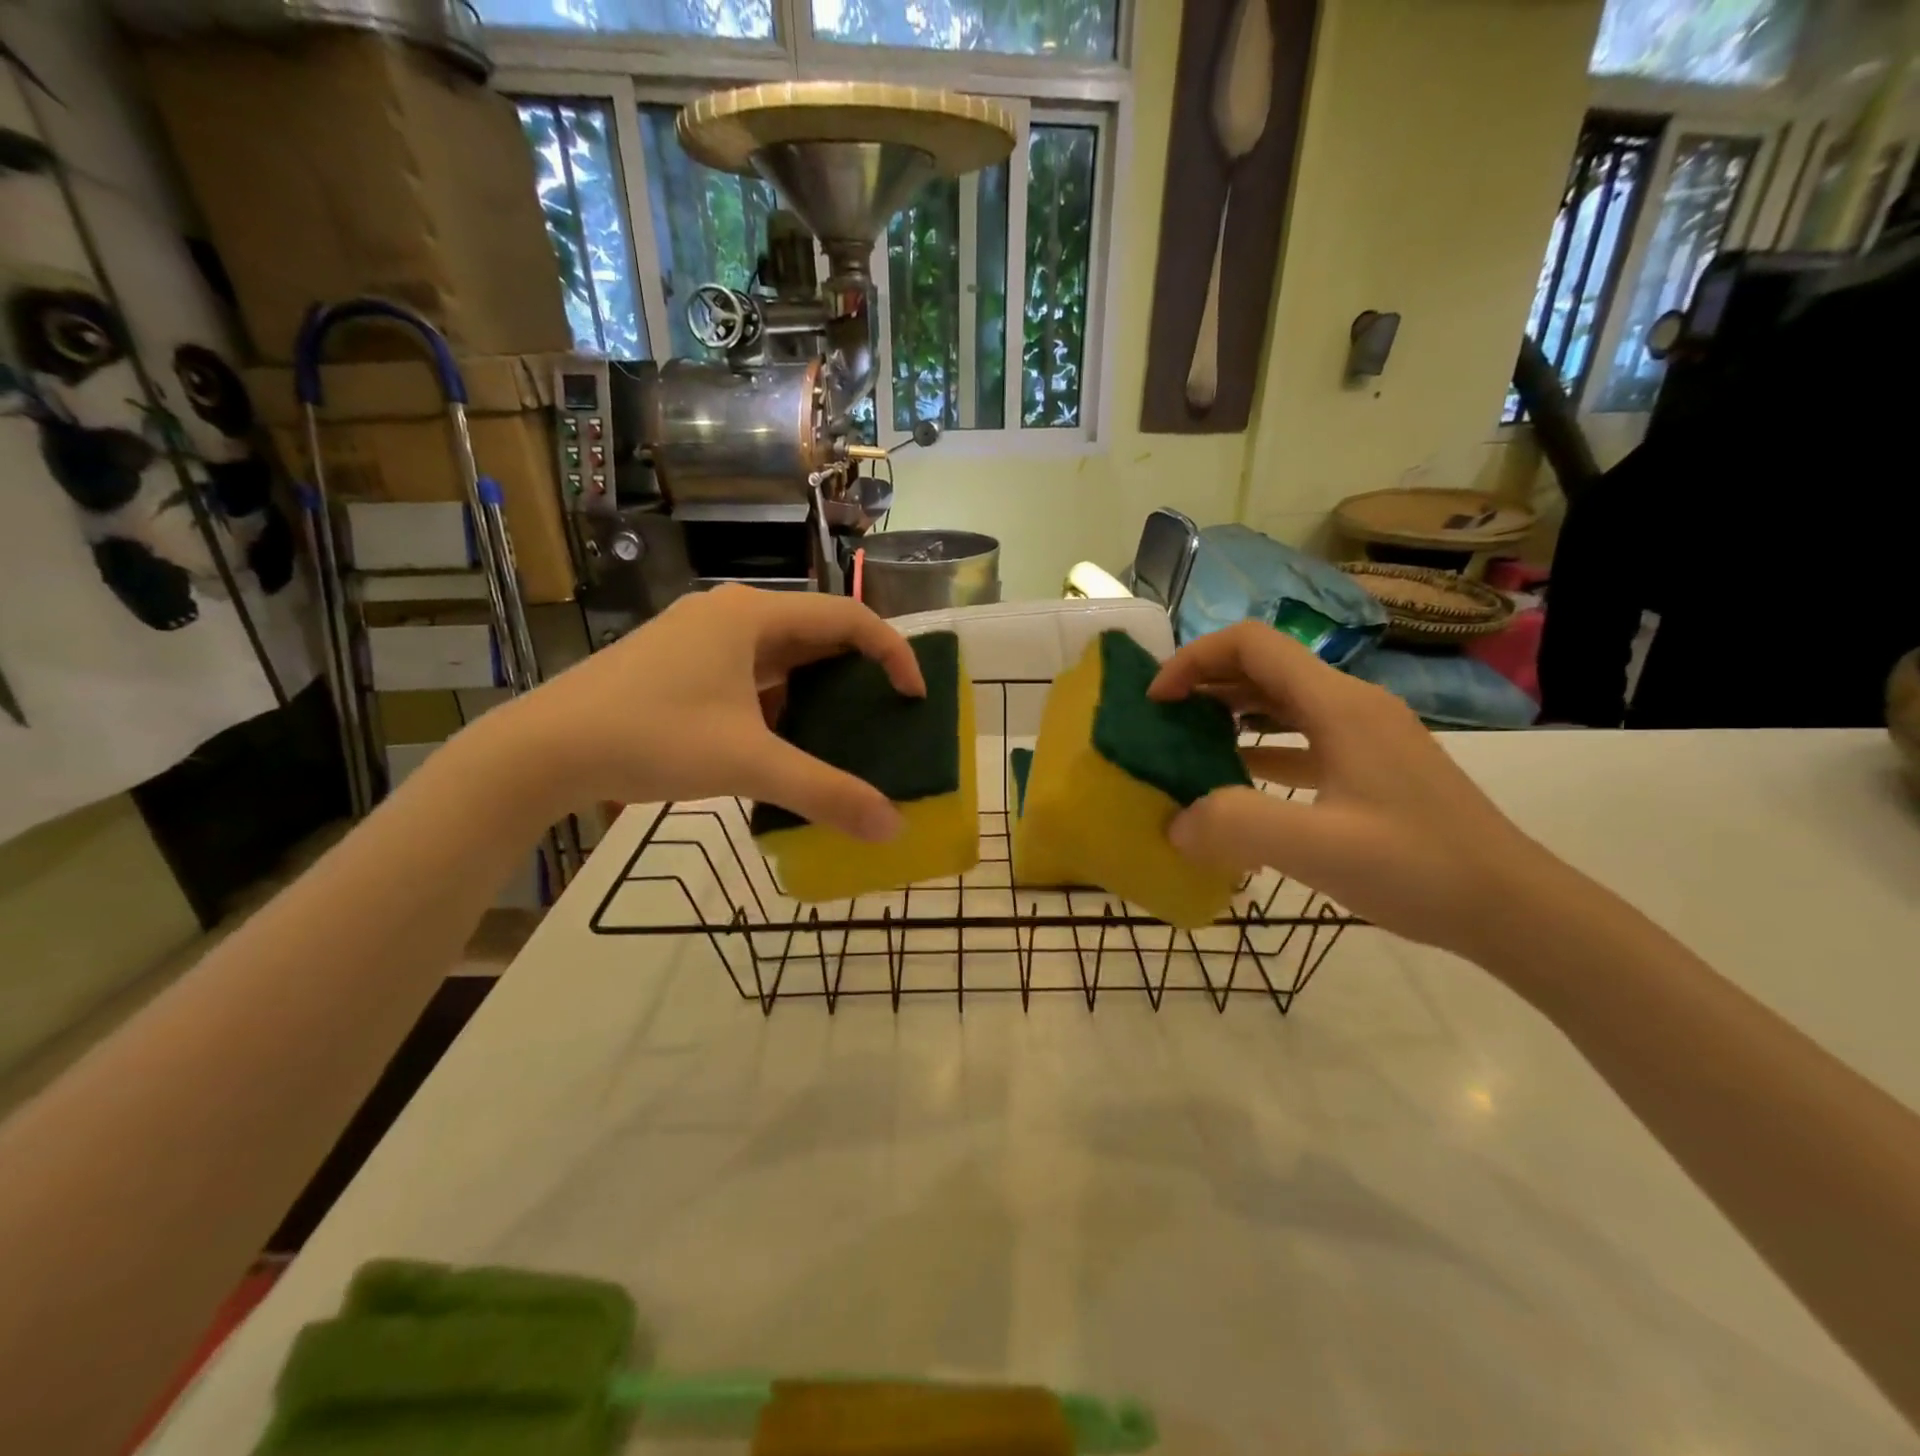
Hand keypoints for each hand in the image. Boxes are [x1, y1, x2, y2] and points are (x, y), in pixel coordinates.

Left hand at [494, 586, 921, 840]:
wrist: (542, 749)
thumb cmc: (650, 738)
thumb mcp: (747, 764)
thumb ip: (825, 793)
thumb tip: (892, 828)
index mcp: (753, 615)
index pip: (848, 617)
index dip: (893, 652)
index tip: (914, 697)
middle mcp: (730, 612)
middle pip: (816, 629)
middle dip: (857, 668)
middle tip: (884, 711)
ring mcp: (699, 635)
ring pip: (780, 650)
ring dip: (816, 683)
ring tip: (840, 727)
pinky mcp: (679, 660)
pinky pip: (749, 668)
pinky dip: (778, 695)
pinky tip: (779, 735)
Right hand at [1150, 621, 1550, 957]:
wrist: (1512, 907)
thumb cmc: (1417, 867)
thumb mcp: (1316, 847)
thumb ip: (1234, 825)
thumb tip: (1174, 823)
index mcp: (1337, 705)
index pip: (1251, 644)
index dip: (1194, 659)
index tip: (1157, 700)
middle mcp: (1350, 706)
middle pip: (1264, 667)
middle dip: (1205, 684)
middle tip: (1161, 722)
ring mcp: (1363, 736)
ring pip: (1281, 702)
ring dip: (1230, 713)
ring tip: (1186, 745)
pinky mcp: (1369, 767)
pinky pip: (1301, 739)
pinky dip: (1259, 746)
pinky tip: (1235, 779)